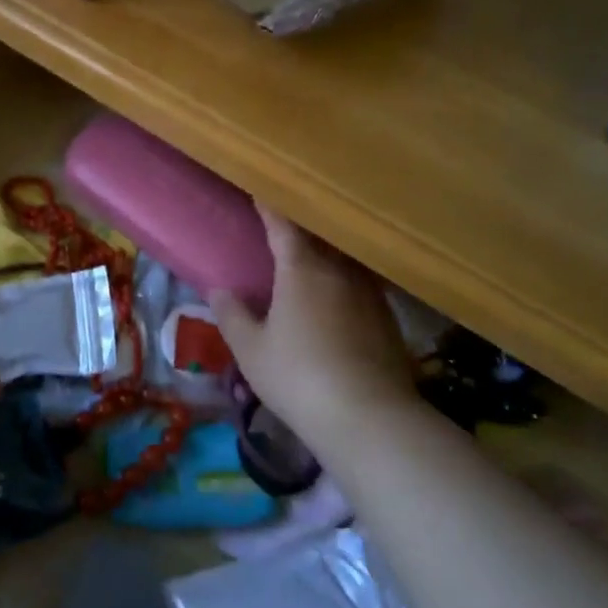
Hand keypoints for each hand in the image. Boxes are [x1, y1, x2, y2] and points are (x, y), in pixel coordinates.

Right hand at [210, 205, 418, 443]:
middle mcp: (339, 270)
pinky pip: (359, 286)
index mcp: (302, 269)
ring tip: (310, 259)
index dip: (269, 206)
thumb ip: (232, 316)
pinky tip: (337, 301)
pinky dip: (343, 283)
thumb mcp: (251, 350)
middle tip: (282, 224)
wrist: (370, 418)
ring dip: (325, 255)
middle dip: (299, 228)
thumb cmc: (299, 377)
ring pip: (342, 261)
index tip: (260, 189)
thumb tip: (219, 290)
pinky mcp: (388, 318)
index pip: (282, 225)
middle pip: (318, 237)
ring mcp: (369, 293)